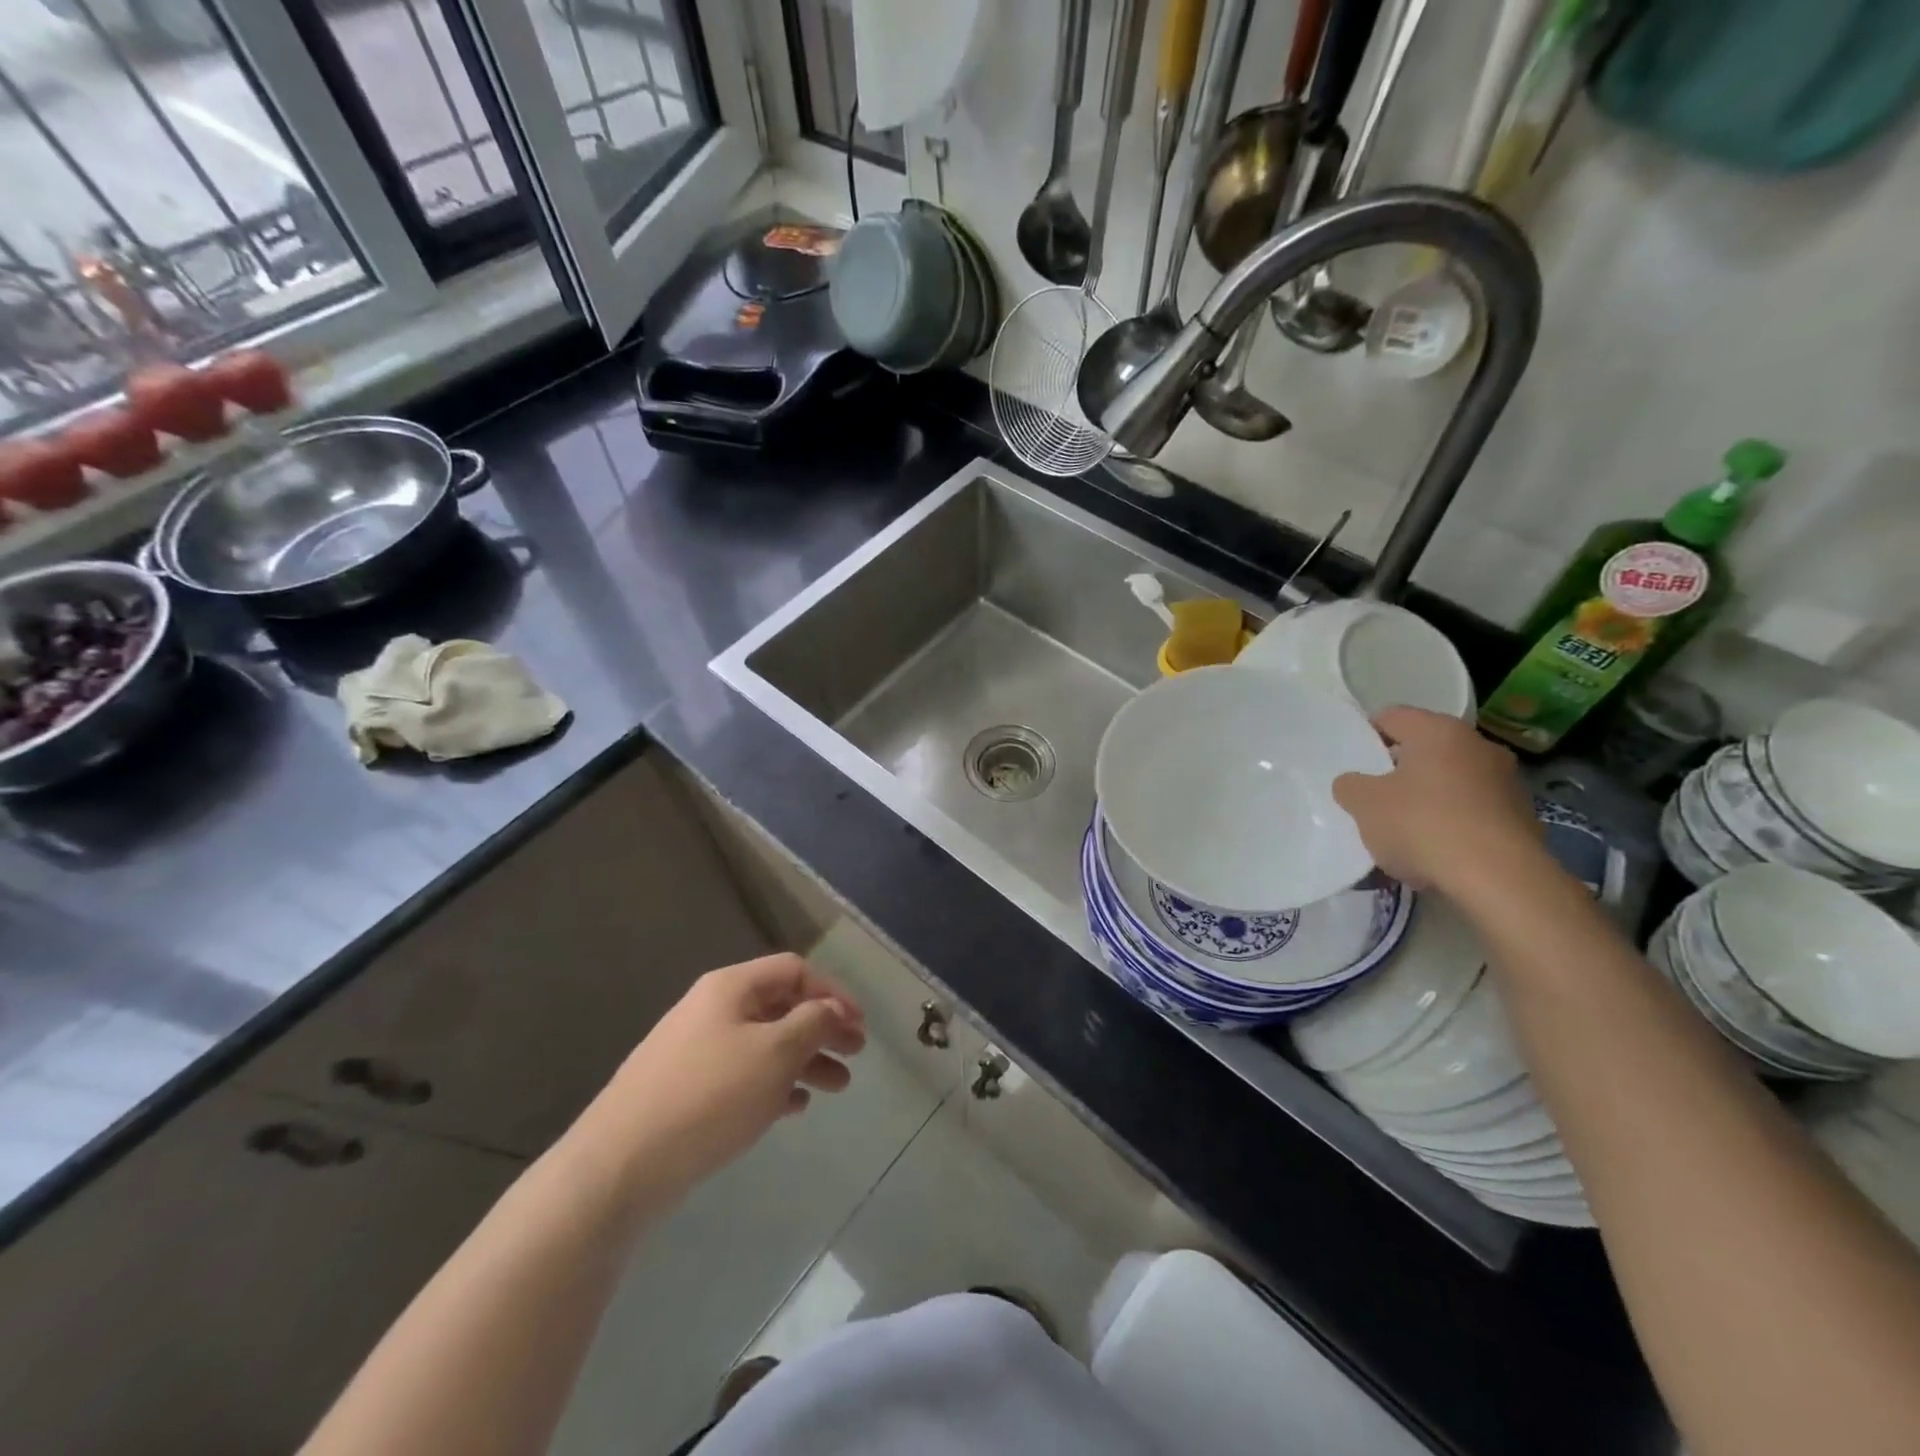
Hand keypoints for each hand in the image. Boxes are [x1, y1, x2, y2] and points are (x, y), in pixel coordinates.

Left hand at [581, 954, 866, 1198]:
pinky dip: (774, 1084)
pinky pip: (743, 1075)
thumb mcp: (774, 1053)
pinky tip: (794, 1107)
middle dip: (822, 1028)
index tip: (860, 1024)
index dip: (833, 991)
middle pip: (781, 1007)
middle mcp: (712, 1010)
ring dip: (804, 1060)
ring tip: (837, 1088)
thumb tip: (832, 1009)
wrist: (619, 1166)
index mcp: (730, 987)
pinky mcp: (686, 1091)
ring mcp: (695, 1051)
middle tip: (856, 1055)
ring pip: (765, 1044)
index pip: (794, 971)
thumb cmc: (709, 1096)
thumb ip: (812, 1024)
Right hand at [1333, 707, 1542, 893]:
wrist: (1499, 879)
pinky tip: (1438, 853)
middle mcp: (1478, 745)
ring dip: (1428, 799)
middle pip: (1425, 749)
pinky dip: (1454, 824)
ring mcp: (1507, 781)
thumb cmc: (1422, 825)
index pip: (1391, 716)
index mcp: (1438, 731)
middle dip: (1399, 771)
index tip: (1354, 764)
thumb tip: (1355, 783)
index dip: (1366, 736)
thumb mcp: (1363, 804)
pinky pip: (1474, 812)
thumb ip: (1350, 785)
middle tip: (1375, 798)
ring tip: (1406, 833)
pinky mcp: (1524, 817)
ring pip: (1451, 781)